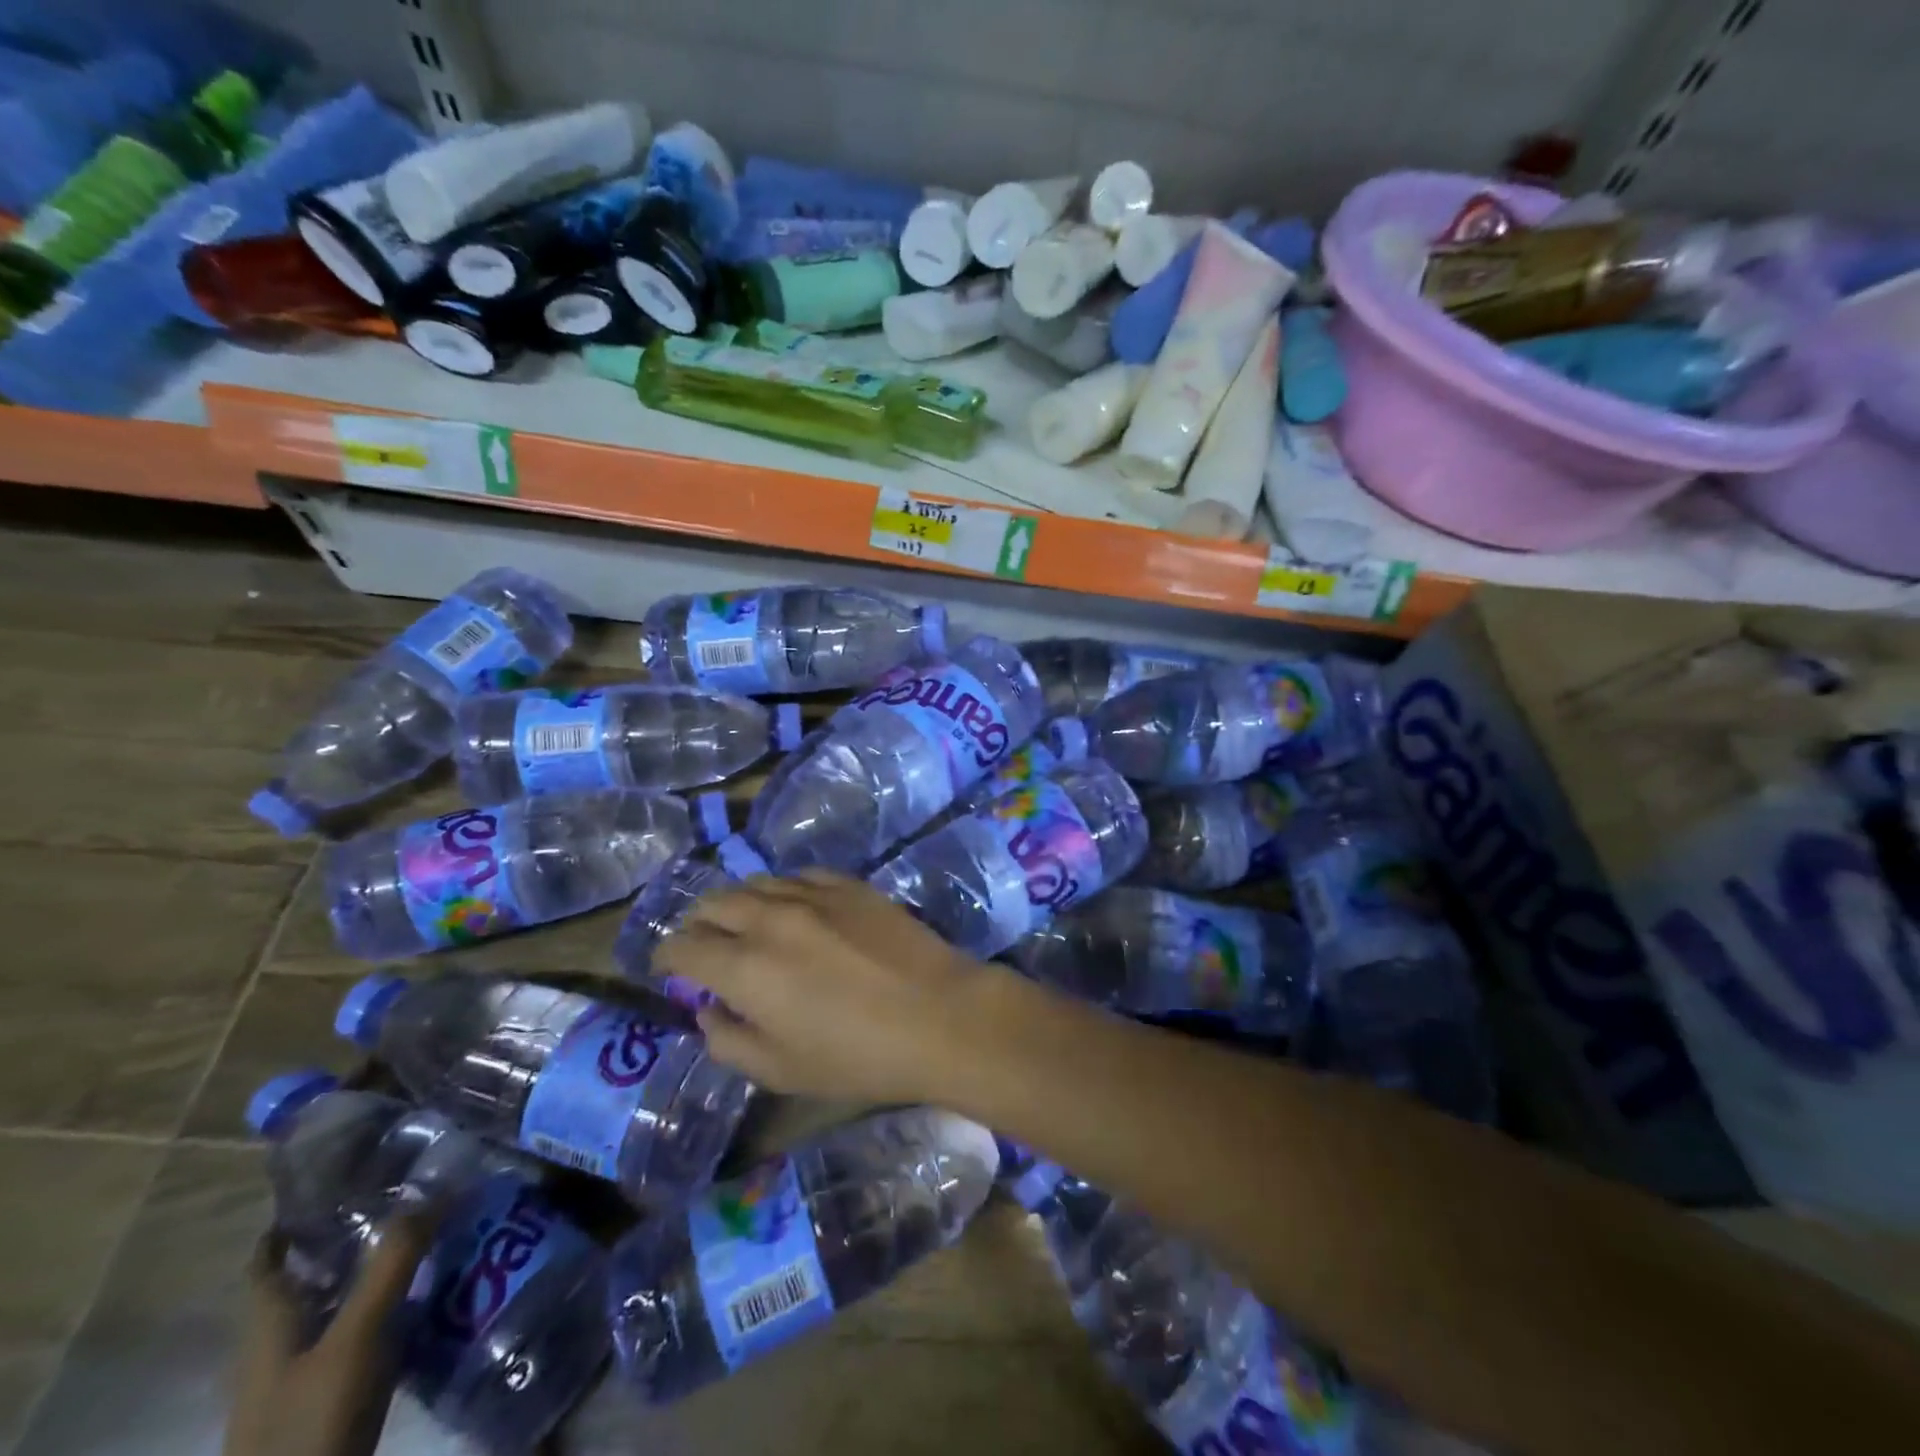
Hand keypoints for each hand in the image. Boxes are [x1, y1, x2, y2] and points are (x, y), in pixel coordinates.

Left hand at [223, 1208, 438, 1455]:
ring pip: (339, 1306)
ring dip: (378, 1272)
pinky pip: (359, 1337)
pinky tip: (428, 1299)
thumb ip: (392, 1264)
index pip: (269, 1259)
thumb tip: (435, 1187)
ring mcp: (299, 1377)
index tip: (344, 1178)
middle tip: (412, 1197)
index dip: (296, 1219)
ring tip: (435, 1237)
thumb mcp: (355, 1336)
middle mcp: (278, 1344)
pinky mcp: (326, 1400)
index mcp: (268, 1324)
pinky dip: (388, 1310)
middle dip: (354, 1238)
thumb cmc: (309, 1421)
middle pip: (311, 1278)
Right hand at [657, 869, 1003, 1103]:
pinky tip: (794, 906)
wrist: (939, 1015)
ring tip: (746, 923)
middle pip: (714, 903)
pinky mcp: (851, 884)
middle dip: (698, 924)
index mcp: (744, 968)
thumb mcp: (780, 1071)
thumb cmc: (857, 1056)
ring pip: (756, 883)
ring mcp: (814, 894)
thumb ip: (728, 1040)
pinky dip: (784, 890)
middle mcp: (770, 919)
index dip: (665, 956)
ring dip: (739, 903)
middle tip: (704, 945)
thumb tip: (708, 1009)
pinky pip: (801, 875)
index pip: (683, 947)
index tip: (666, 967)